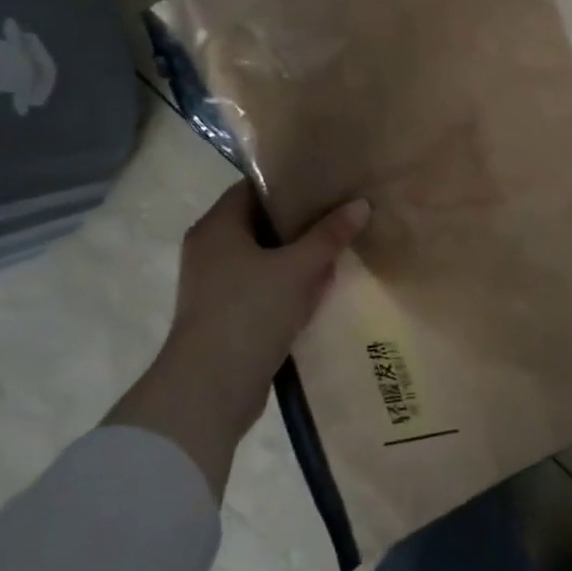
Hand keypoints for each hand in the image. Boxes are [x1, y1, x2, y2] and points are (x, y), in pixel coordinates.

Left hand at [106, 182, 369, 497]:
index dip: (289, 183)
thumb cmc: (250, 312)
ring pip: (265, 259)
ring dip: (298, 257)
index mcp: (217, 228)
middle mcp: (210, 251)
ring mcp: (216, 286)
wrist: (210, 388)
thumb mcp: (298, 269)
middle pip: (261, 224)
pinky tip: (321, 288)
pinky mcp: (227, 316)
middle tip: (341, 213)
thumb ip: (329, 235)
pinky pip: (264, 288)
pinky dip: (289, 286)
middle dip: (301, 222)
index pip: (253, 188)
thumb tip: (361, 204)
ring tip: (339, 248)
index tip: (326, 182)